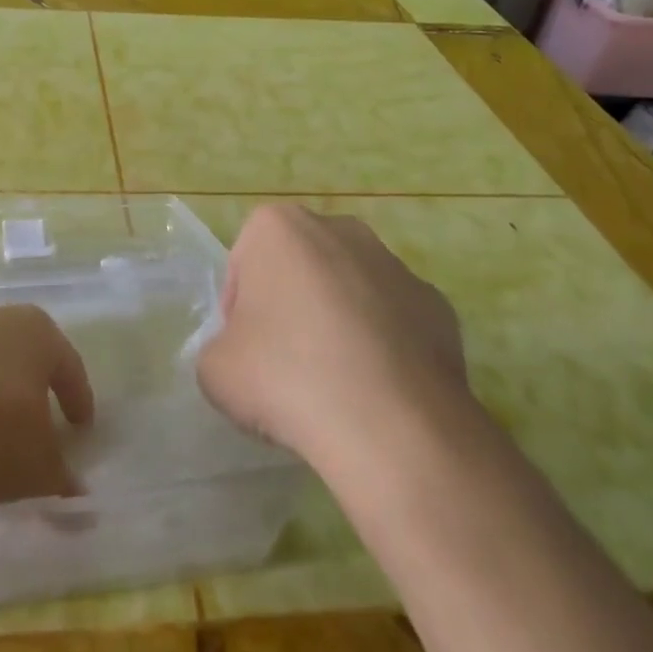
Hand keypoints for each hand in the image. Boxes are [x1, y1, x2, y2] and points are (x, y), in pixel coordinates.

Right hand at [197, 204, 469, 462]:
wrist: (391, 424)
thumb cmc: (285, 376)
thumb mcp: (214, 370)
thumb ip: (220, 349)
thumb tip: (246, 356)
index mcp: (277, 226)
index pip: (243, 266)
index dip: (238, 313)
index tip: (246, 353)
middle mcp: (339, 228)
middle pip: (299, 269)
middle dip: (292, 307)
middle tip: (286, 366)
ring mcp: (395, 264)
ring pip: (349, 291)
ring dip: (339, 324)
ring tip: (336, 386)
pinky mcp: (437, 304)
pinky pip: (394, 321)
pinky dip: (384, 347)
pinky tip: (378, 392)